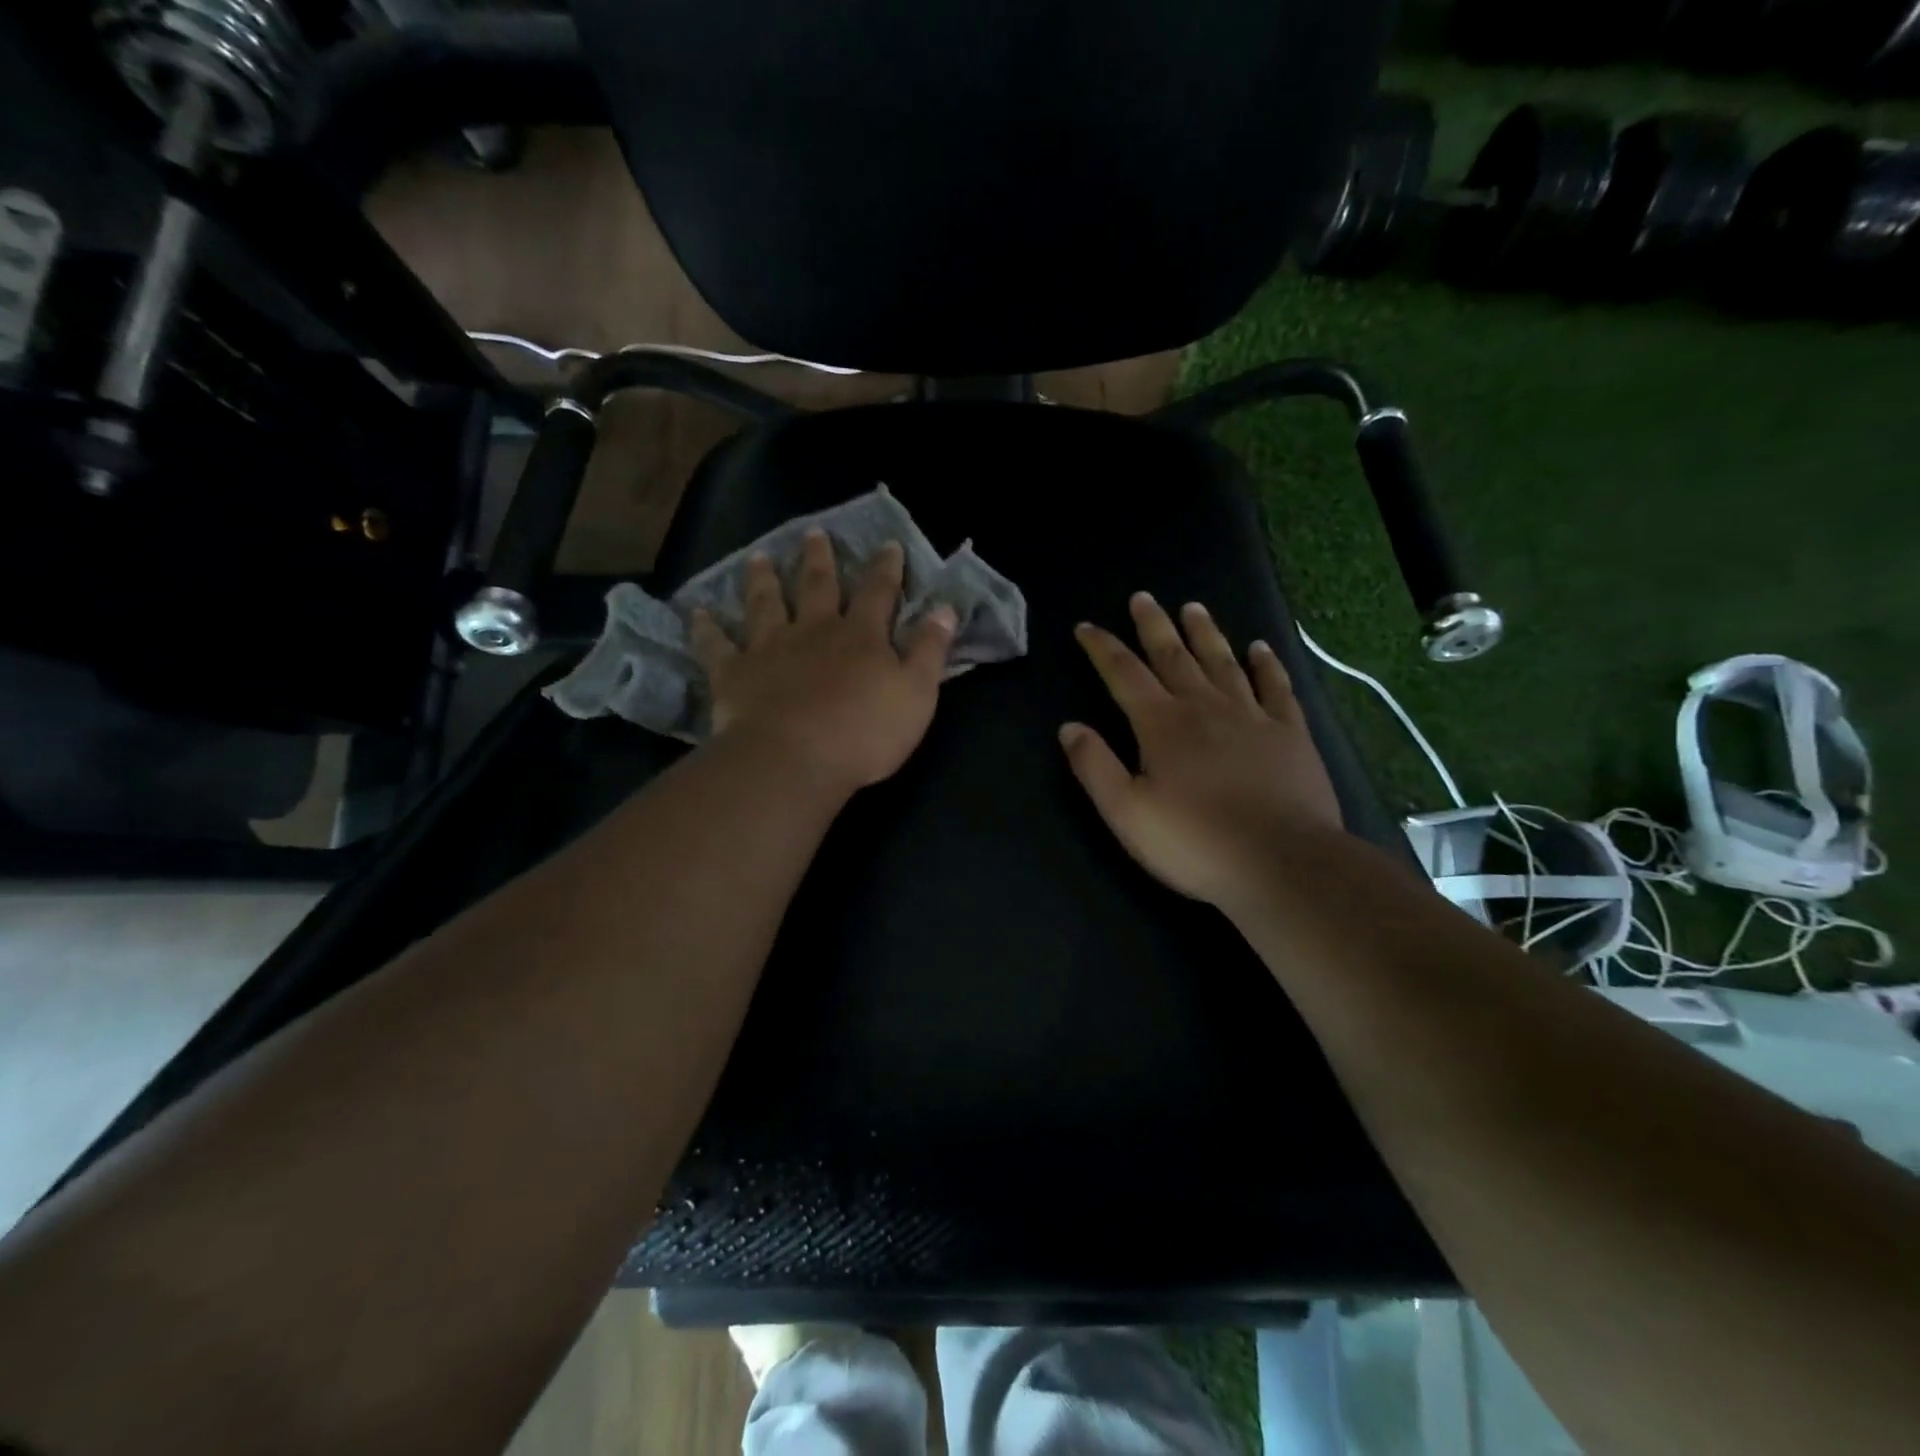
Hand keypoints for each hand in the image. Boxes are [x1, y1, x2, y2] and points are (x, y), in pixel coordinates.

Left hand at [692, 530, 956, 794]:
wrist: (794, 759)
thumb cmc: (864, 732)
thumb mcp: (916, 694)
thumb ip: (930, 650)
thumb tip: (944, 609)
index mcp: (860, 636)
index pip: (878, 592)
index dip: (886, 568)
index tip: (888, 544)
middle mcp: (813, 630)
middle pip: (817, 586)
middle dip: (819, 559)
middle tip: (814, 533)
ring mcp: (769, 648)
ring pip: (765, 604)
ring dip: (763, 579)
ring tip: (759, 557)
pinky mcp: (734, 673)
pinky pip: (716, 645)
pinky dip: (706, 628)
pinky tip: (697, 613)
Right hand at [1060, 592, 1343, 908]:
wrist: (1282, 862)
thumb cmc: (1195, 842)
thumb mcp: (1127, 813)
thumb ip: (1095, 767)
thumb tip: (1070, 727)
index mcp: (1161, 724)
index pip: (1123, 674)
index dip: (1102, 648)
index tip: (1086, 627)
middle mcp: (1204, 707)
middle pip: (1173, 656)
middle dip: (1153, 626)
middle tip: (1143, 597)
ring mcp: (1251, 716)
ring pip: (1223, 662)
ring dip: (1205, 633)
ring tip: (1193, 608)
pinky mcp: (1289, 733)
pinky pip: (1276, 687)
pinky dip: (1267, 665)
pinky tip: (1260, 648)